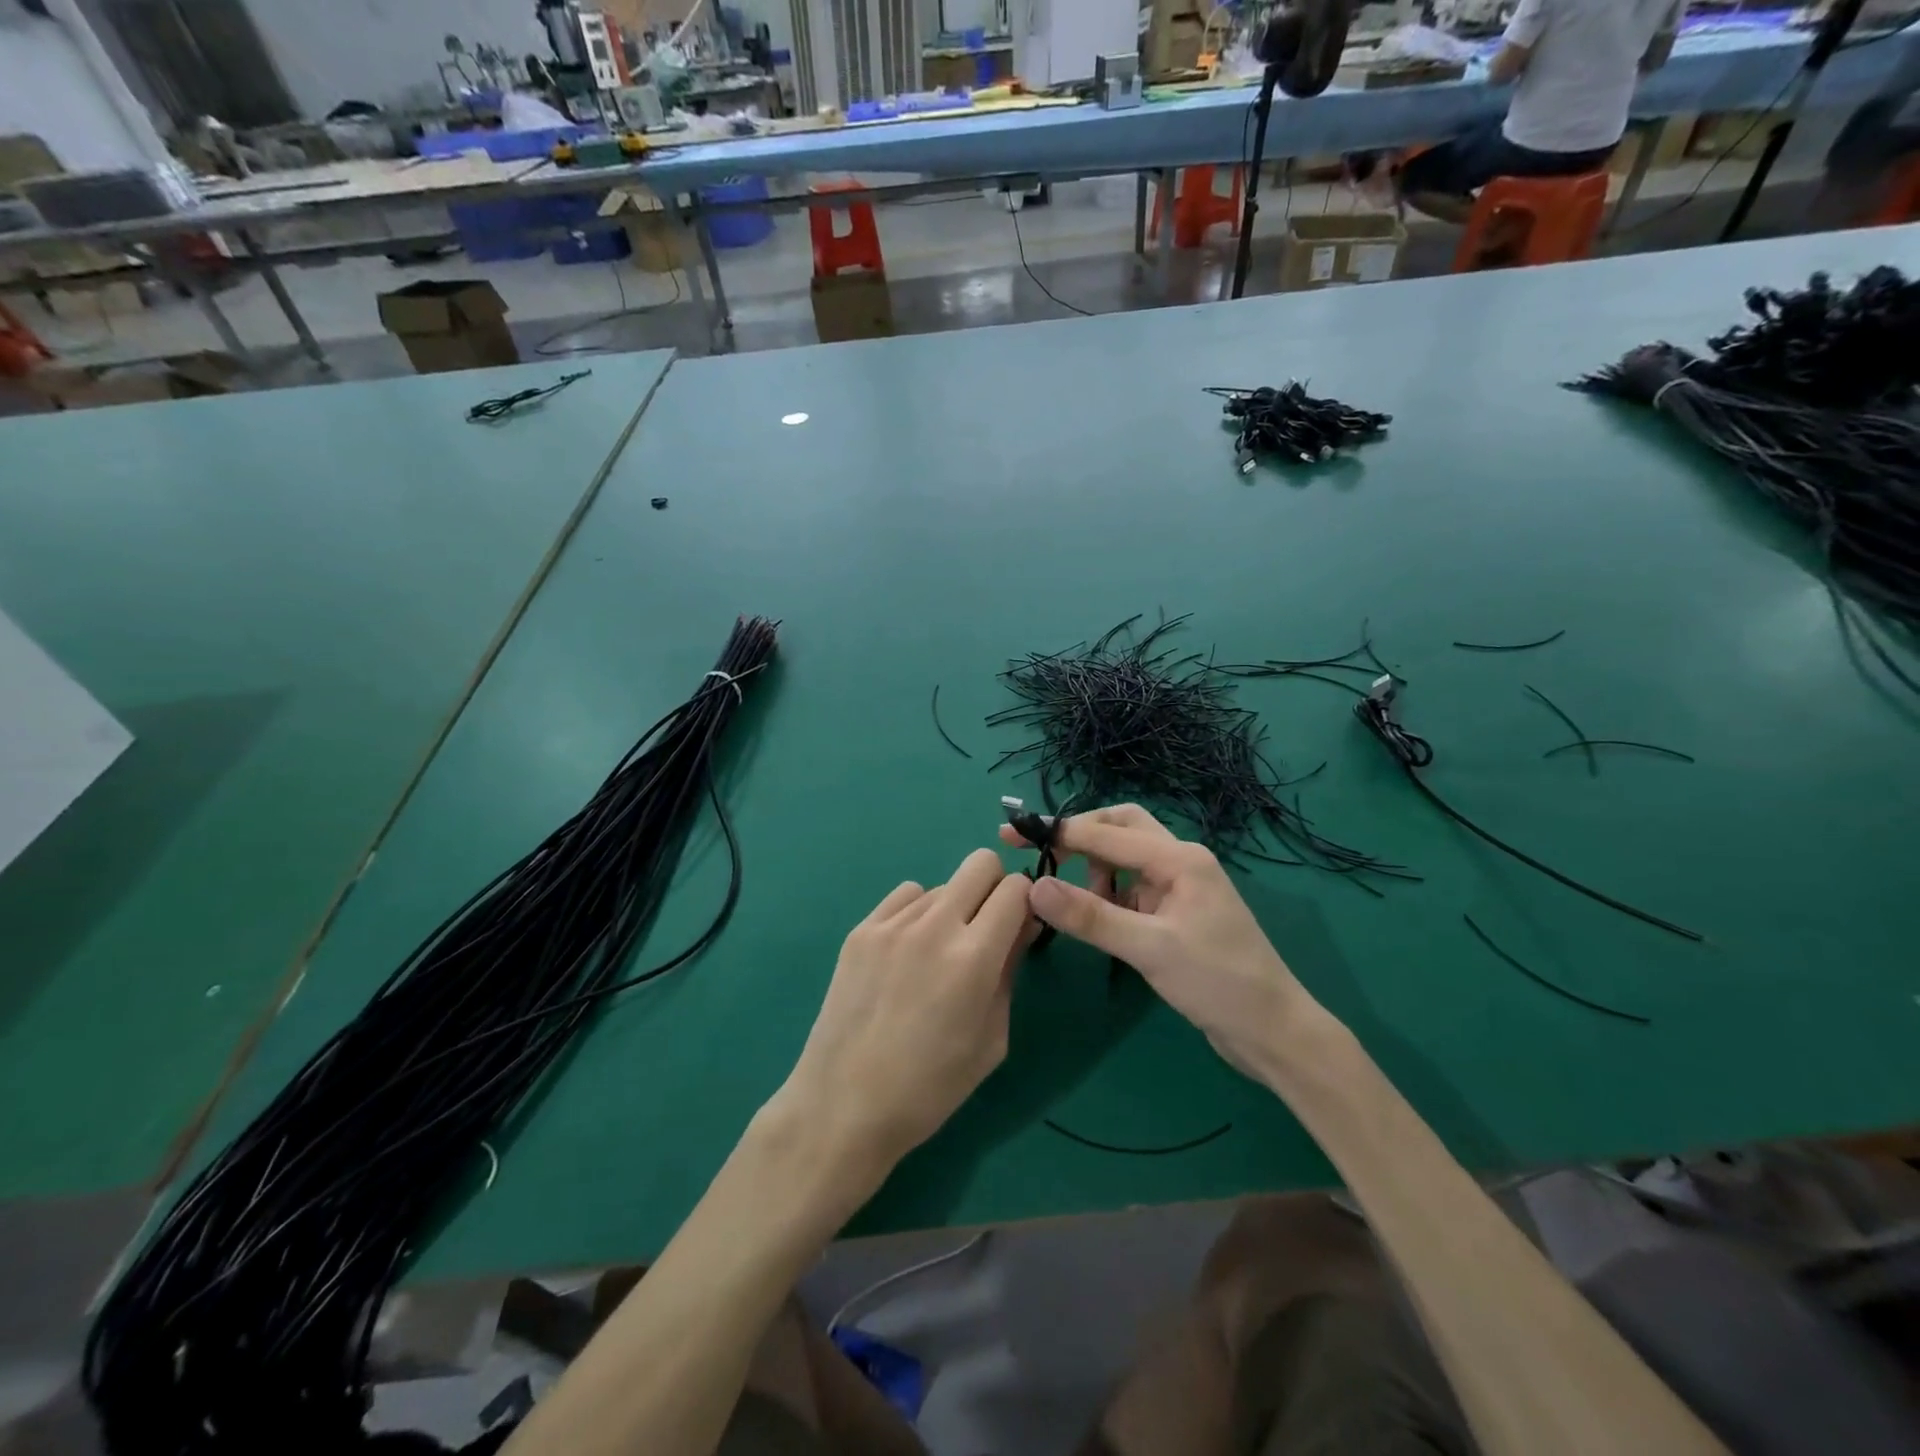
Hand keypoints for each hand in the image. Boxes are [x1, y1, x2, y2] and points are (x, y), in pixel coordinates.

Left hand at [774, 849, 1034, 1186]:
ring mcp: (891, 924)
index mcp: (974, 957)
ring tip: (936, 955)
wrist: (844, 1105)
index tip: (1019, 927)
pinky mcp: (861, 929)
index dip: (1026, 903)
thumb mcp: (992, 1039)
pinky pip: (904, 897)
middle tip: (985, 928)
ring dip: (953, 908)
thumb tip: (1020, 927)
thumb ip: (1010, 972)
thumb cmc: (930, 1088)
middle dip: (994, 887)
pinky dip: (917, 913)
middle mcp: (934, 926)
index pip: (1016, 889)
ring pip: (941, 885)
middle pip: (980, 862)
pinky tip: (906, 953)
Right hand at [1000, 805, 1319, 1084]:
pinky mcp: (1177, 911)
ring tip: (1074, 903)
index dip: (1058, 832)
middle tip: (1039, 852)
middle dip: (1080, 835)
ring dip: (1094, 867)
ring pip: (1126, 856)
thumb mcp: (1149, 949)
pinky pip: (1133, 886)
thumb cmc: (1218, 983)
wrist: (1272, 1031)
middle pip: (1121, 827)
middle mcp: (1180, 861)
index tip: (1014, 834)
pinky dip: (1108, 893)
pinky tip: (1097, 917)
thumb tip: (1033, 887)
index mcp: (1180, 859)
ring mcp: (1181, 886)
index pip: (1107, 833)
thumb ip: (1091, 917)